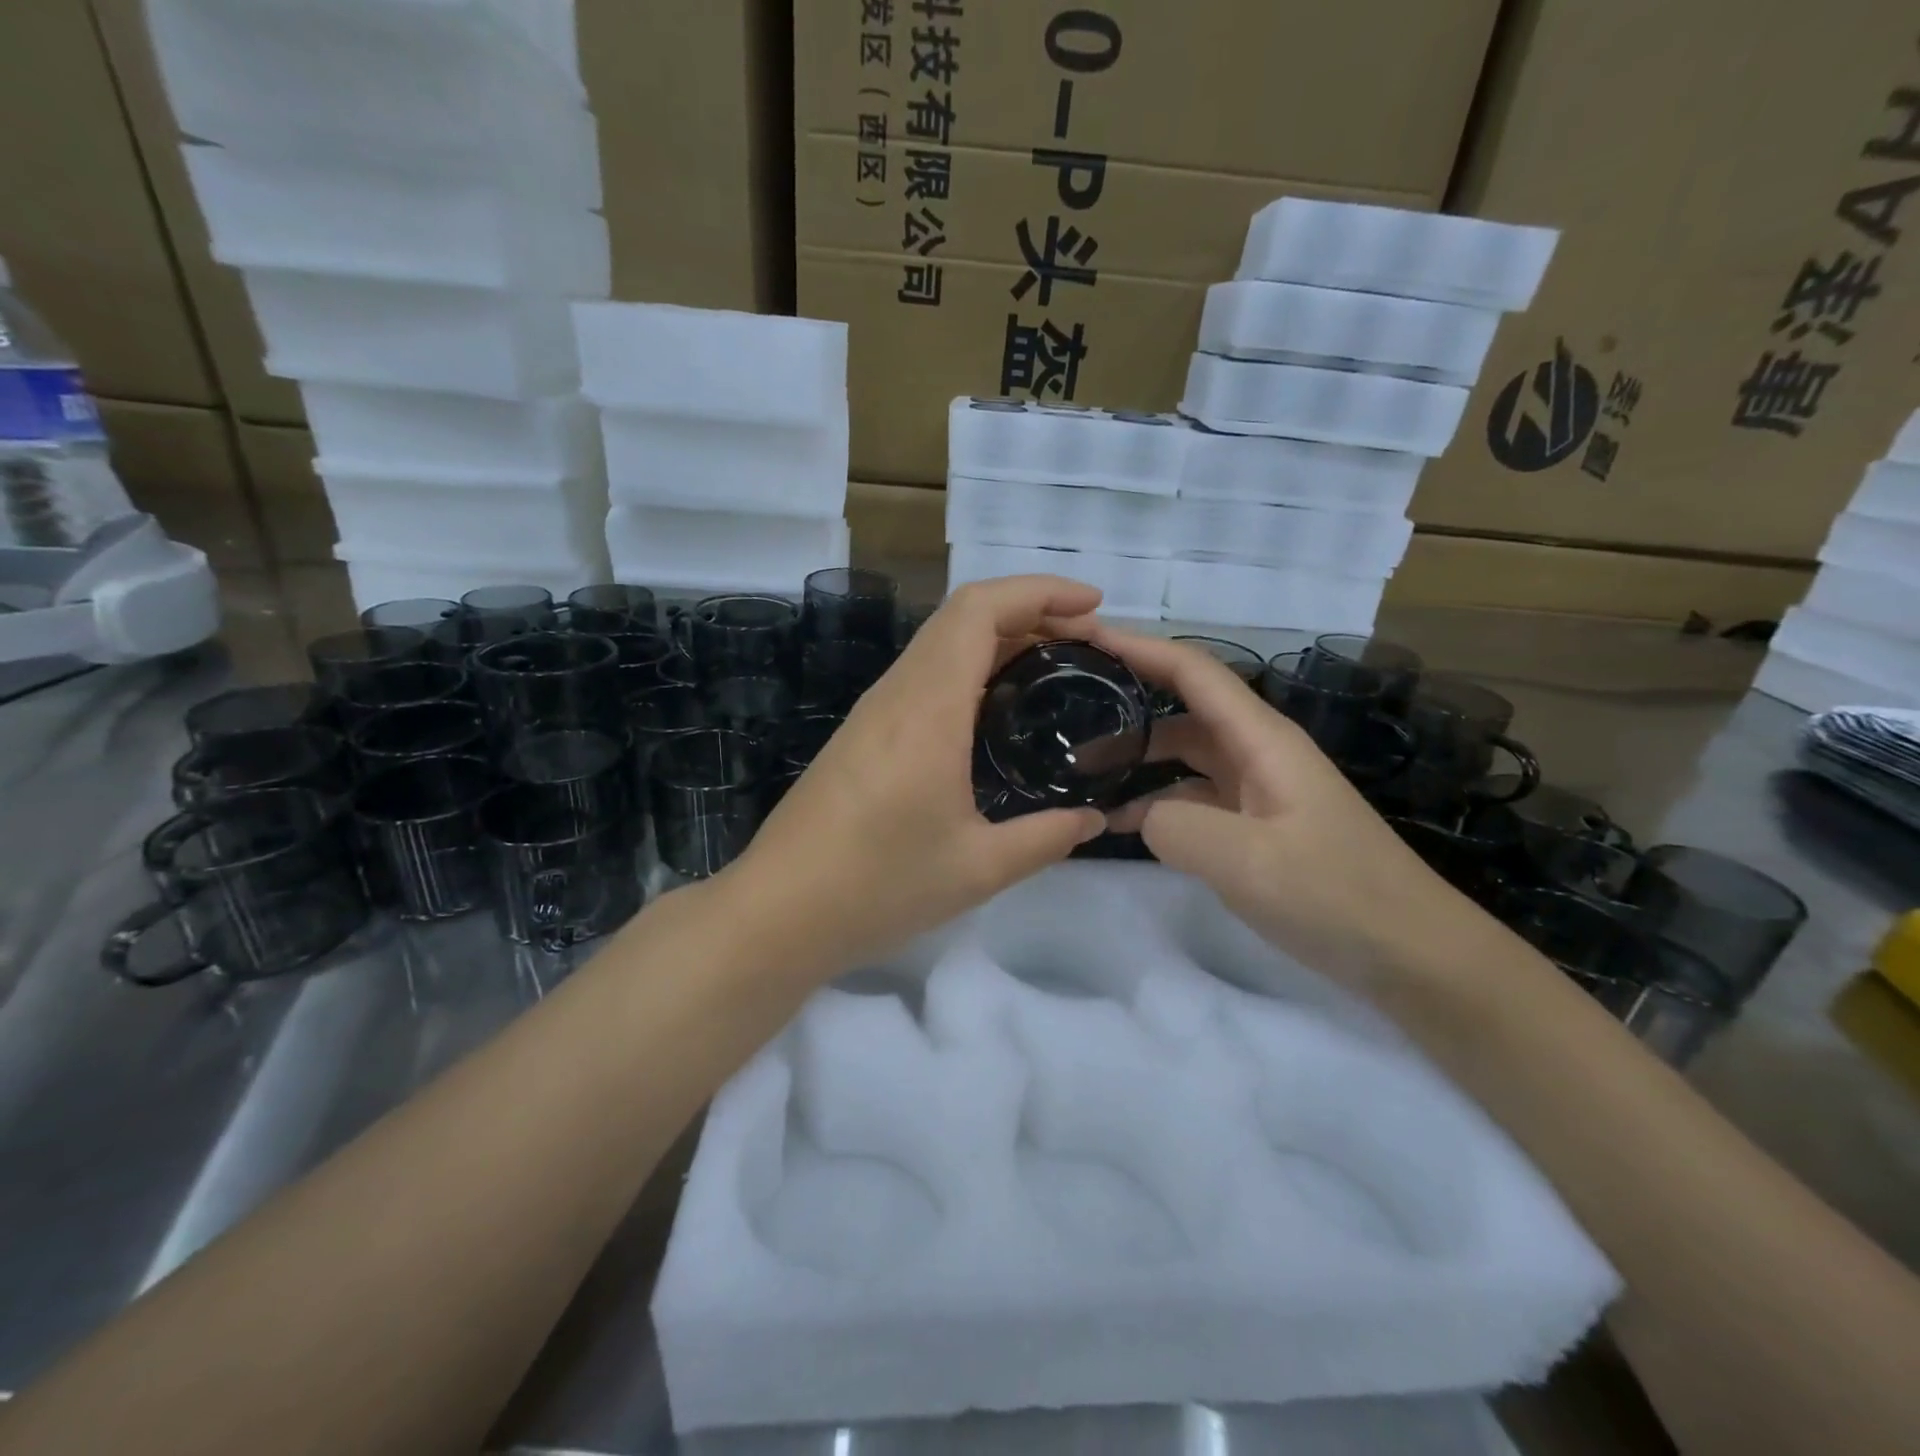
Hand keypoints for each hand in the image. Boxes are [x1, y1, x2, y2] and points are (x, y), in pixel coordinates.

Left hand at [725, 577, 1108, 979]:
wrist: (776, 911)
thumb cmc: (876, 887)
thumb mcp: (977, 868)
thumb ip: (1046, 838)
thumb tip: (1094, 819)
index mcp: (928, 707)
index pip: (979, 609)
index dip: (1039, 591)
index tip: (1093, 606)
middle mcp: (897, 692)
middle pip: (962, 615)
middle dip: (1029, 610)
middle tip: (1086, 642)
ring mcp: (874, 710)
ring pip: (940, 642)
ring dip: (998, 638)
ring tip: (1053, 668)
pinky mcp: (863, 732)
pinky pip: (924, 675)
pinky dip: (970, 668)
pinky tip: (996, 709)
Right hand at [1095, 625, 1492, 988]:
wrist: (1410, 954)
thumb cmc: (1335, 895)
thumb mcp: (1246, 861)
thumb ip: (1174, 826)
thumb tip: (1142, 814)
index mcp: (1262, 739)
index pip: (1194, 671)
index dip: (1140, 647)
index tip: (1084, 639)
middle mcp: (1258, 753)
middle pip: (1182, 711)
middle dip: (1125, 708)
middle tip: (1065, 720)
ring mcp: (1257, 791)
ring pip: (1184, 756)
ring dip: (1136, 759)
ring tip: (1080, 777)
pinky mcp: (1255, 826)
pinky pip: (1193, 799)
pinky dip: (1155, 803)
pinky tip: (1121, 824)